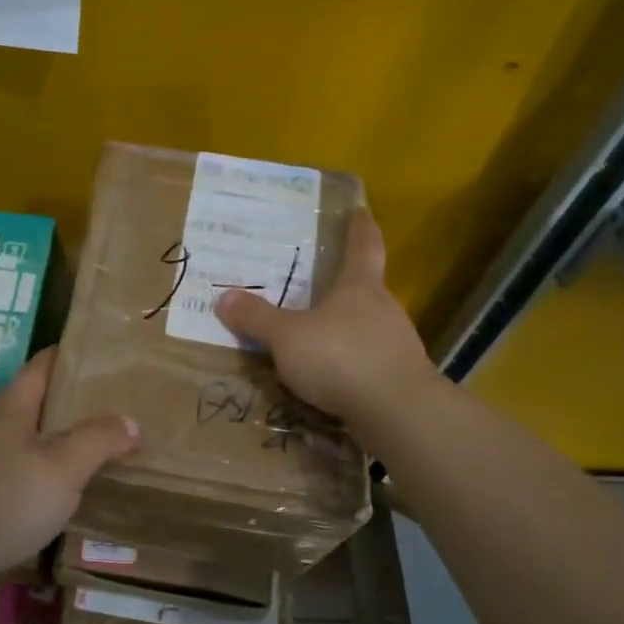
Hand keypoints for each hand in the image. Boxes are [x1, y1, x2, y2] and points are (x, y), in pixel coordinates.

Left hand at [0, 347, 138, 580]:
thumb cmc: (6, 499)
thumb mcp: (63, 465)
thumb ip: (98, 439)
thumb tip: (129, 421)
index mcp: (15, 406)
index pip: (47, 363)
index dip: (77, 354)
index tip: (114, 356)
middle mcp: (1, 427)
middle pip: (45, 401)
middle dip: (83, 401)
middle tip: (127, 404)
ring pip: (40, 440)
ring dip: (72, 440)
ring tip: (114, 446)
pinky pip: (32, 473)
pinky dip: (58, 474)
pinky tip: (81, 490)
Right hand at [215, 206, 437, 429]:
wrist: (398, 413)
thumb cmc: (341, 358)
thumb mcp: (287, 337)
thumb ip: (257, 318)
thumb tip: (224, 297)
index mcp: (359, 287)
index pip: (364, 245)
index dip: (360, 226)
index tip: (359, 210)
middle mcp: (383, 309)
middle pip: (365, 288)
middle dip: (343, 285)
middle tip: (316, 283)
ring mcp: (396, 344)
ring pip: (367, 327)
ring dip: (344, 329)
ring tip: (315, 337)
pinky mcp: (399, 378)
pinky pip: (368, 361)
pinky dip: (350, 363)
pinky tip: (330, 378)